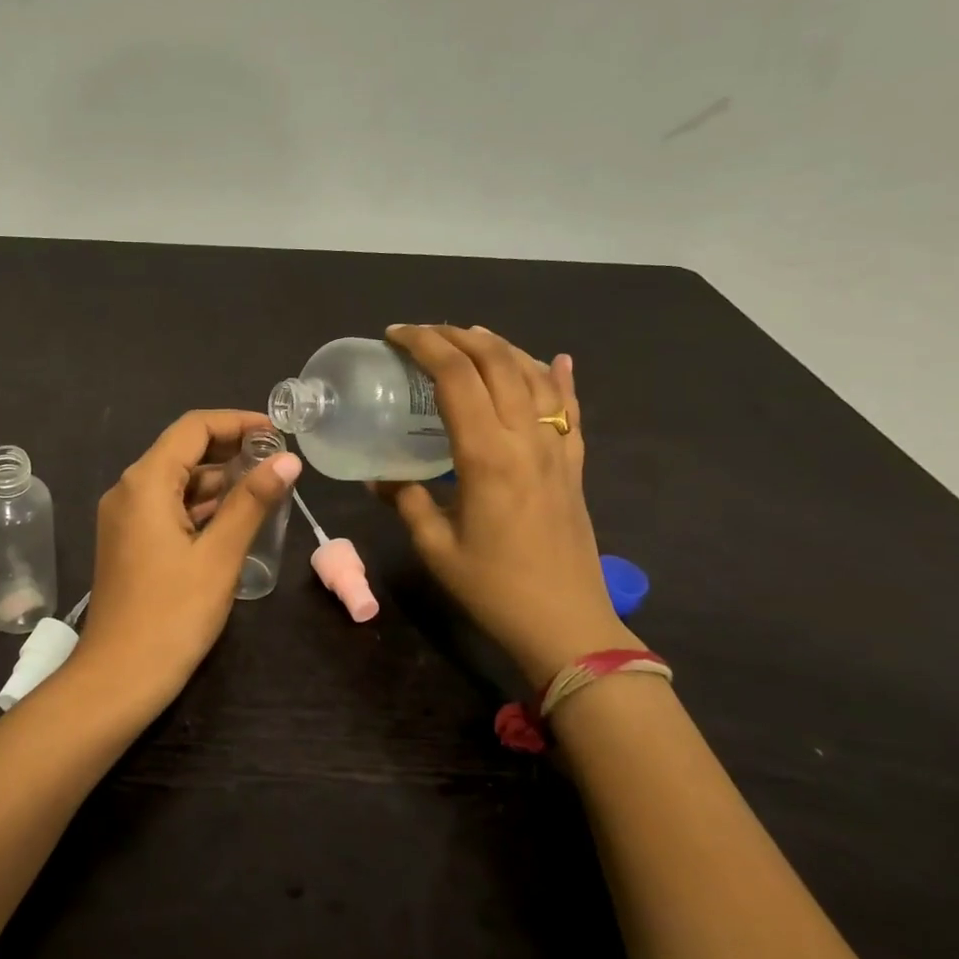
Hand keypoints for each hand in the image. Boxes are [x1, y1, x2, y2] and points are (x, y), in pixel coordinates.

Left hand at [74, 410, 301, 709]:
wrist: (119, 678)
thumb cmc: (172, 614)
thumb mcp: (220, 555)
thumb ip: (252, 502)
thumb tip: (288, 459)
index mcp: (145, 482)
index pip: (193, 428)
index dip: (237, 422)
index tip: (278, 432)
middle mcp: (128, 490)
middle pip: (183, 450)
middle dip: (231, 449)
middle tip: (279, 460)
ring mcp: (124, 517)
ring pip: (176, 480)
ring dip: (218, 479)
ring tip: (267, 486)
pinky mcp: (129, 542)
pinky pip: (167, 507)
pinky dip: (201, 504)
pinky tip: (235, 516)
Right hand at [378, 325, 639, 690]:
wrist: (567, 626)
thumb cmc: (494, 588)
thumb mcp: (436, 547)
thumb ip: (407, 501)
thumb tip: (383, 479)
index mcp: (486, 455)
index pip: (456, 377)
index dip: (425, 345)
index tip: (396, 335)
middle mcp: (526, 439)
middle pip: (497, 363)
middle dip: (458, 336)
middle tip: (425, 333)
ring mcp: (557, 450)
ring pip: (535, 377)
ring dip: (502, 347)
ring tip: (473, 336)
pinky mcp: (575, 466)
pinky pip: (571, 411)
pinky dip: (561, 379)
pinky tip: (557, 360)